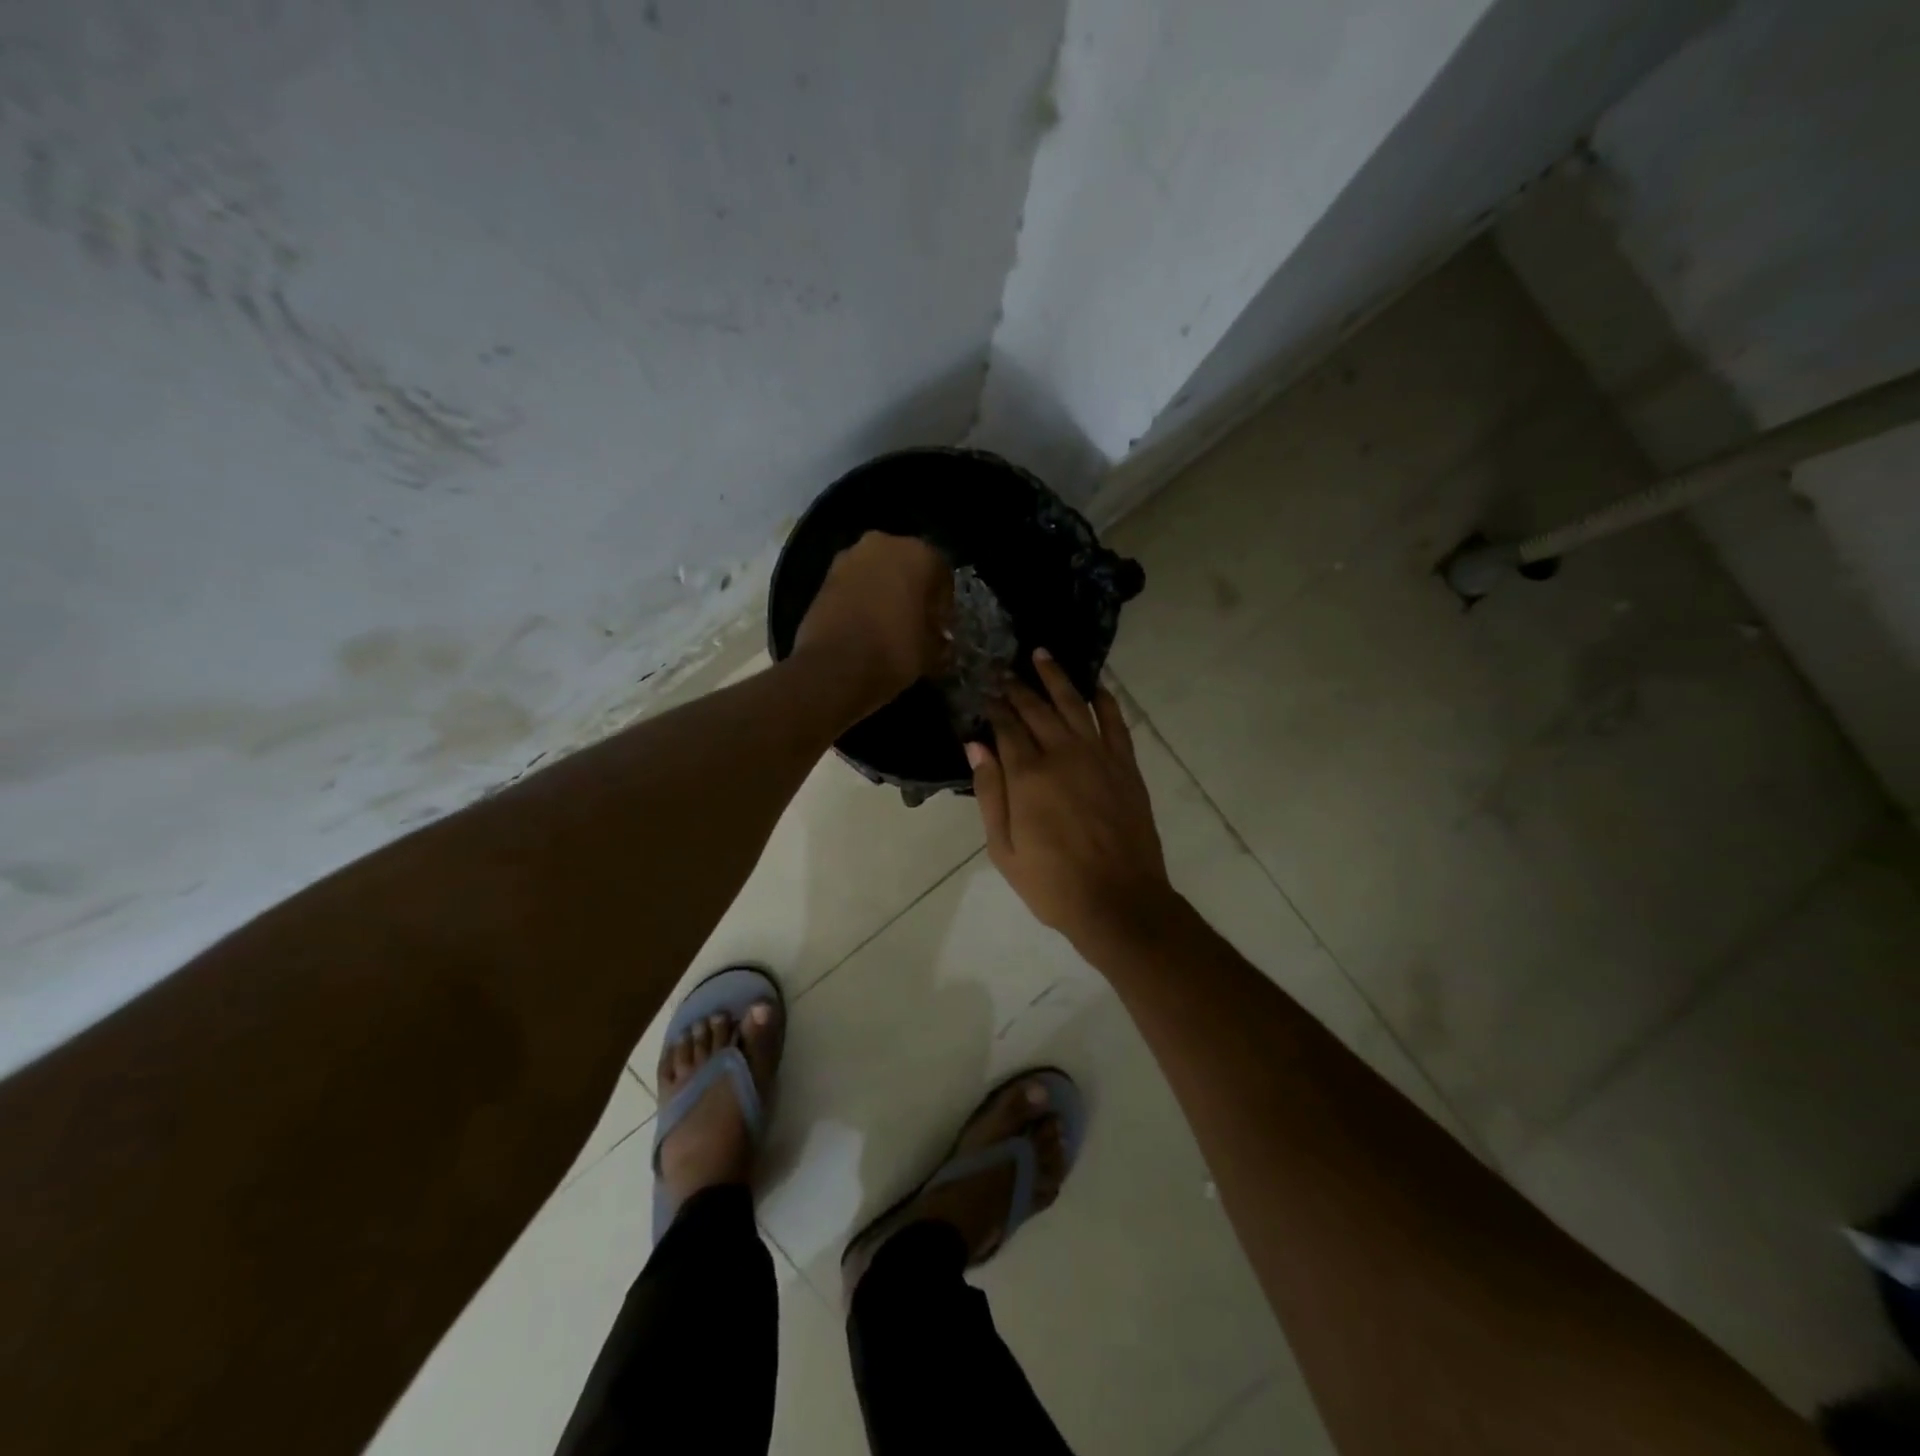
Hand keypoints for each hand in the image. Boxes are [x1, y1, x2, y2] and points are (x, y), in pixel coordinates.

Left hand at [793, 532, 951, 710]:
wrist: (835, 666)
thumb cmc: (895, 650)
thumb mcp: (931, 652)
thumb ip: (939, 640)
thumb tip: (940, 641)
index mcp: (919, 554)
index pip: (942, 575)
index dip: (943, 605)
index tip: (941, 628)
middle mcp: (883, 544)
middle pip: (907, 567)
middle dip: (912, 592)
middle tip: (916, 623)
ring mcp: (849, 557)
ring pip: (877, 573)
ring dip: (884, 593)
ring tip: (888, 626)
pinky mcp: (824, 577)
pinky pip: (854, 585)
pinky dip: (861, 600)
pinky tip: (865, 626)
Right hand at [968, 650, 1175, 952]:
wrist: (1119, 901)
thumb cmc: (1052, 882)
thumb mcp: (1004, 848)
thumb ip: (991, 793)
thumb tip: (975, 745)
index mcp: (1028, 775)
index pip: (1007, 728)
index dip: (994, 707)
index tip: (984, 690)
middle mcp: (1062, 754)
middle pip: (1037, 709)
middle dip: (1018, 687)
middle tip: (1005, 670)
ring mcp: (1098, 756)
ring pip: (1074, 704)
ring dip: (1057, 677)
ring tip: (1042, 654)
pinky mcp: (1125, 766)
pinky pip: (1116, 722)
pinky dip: (1105, 699)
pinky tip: (1096, 685)